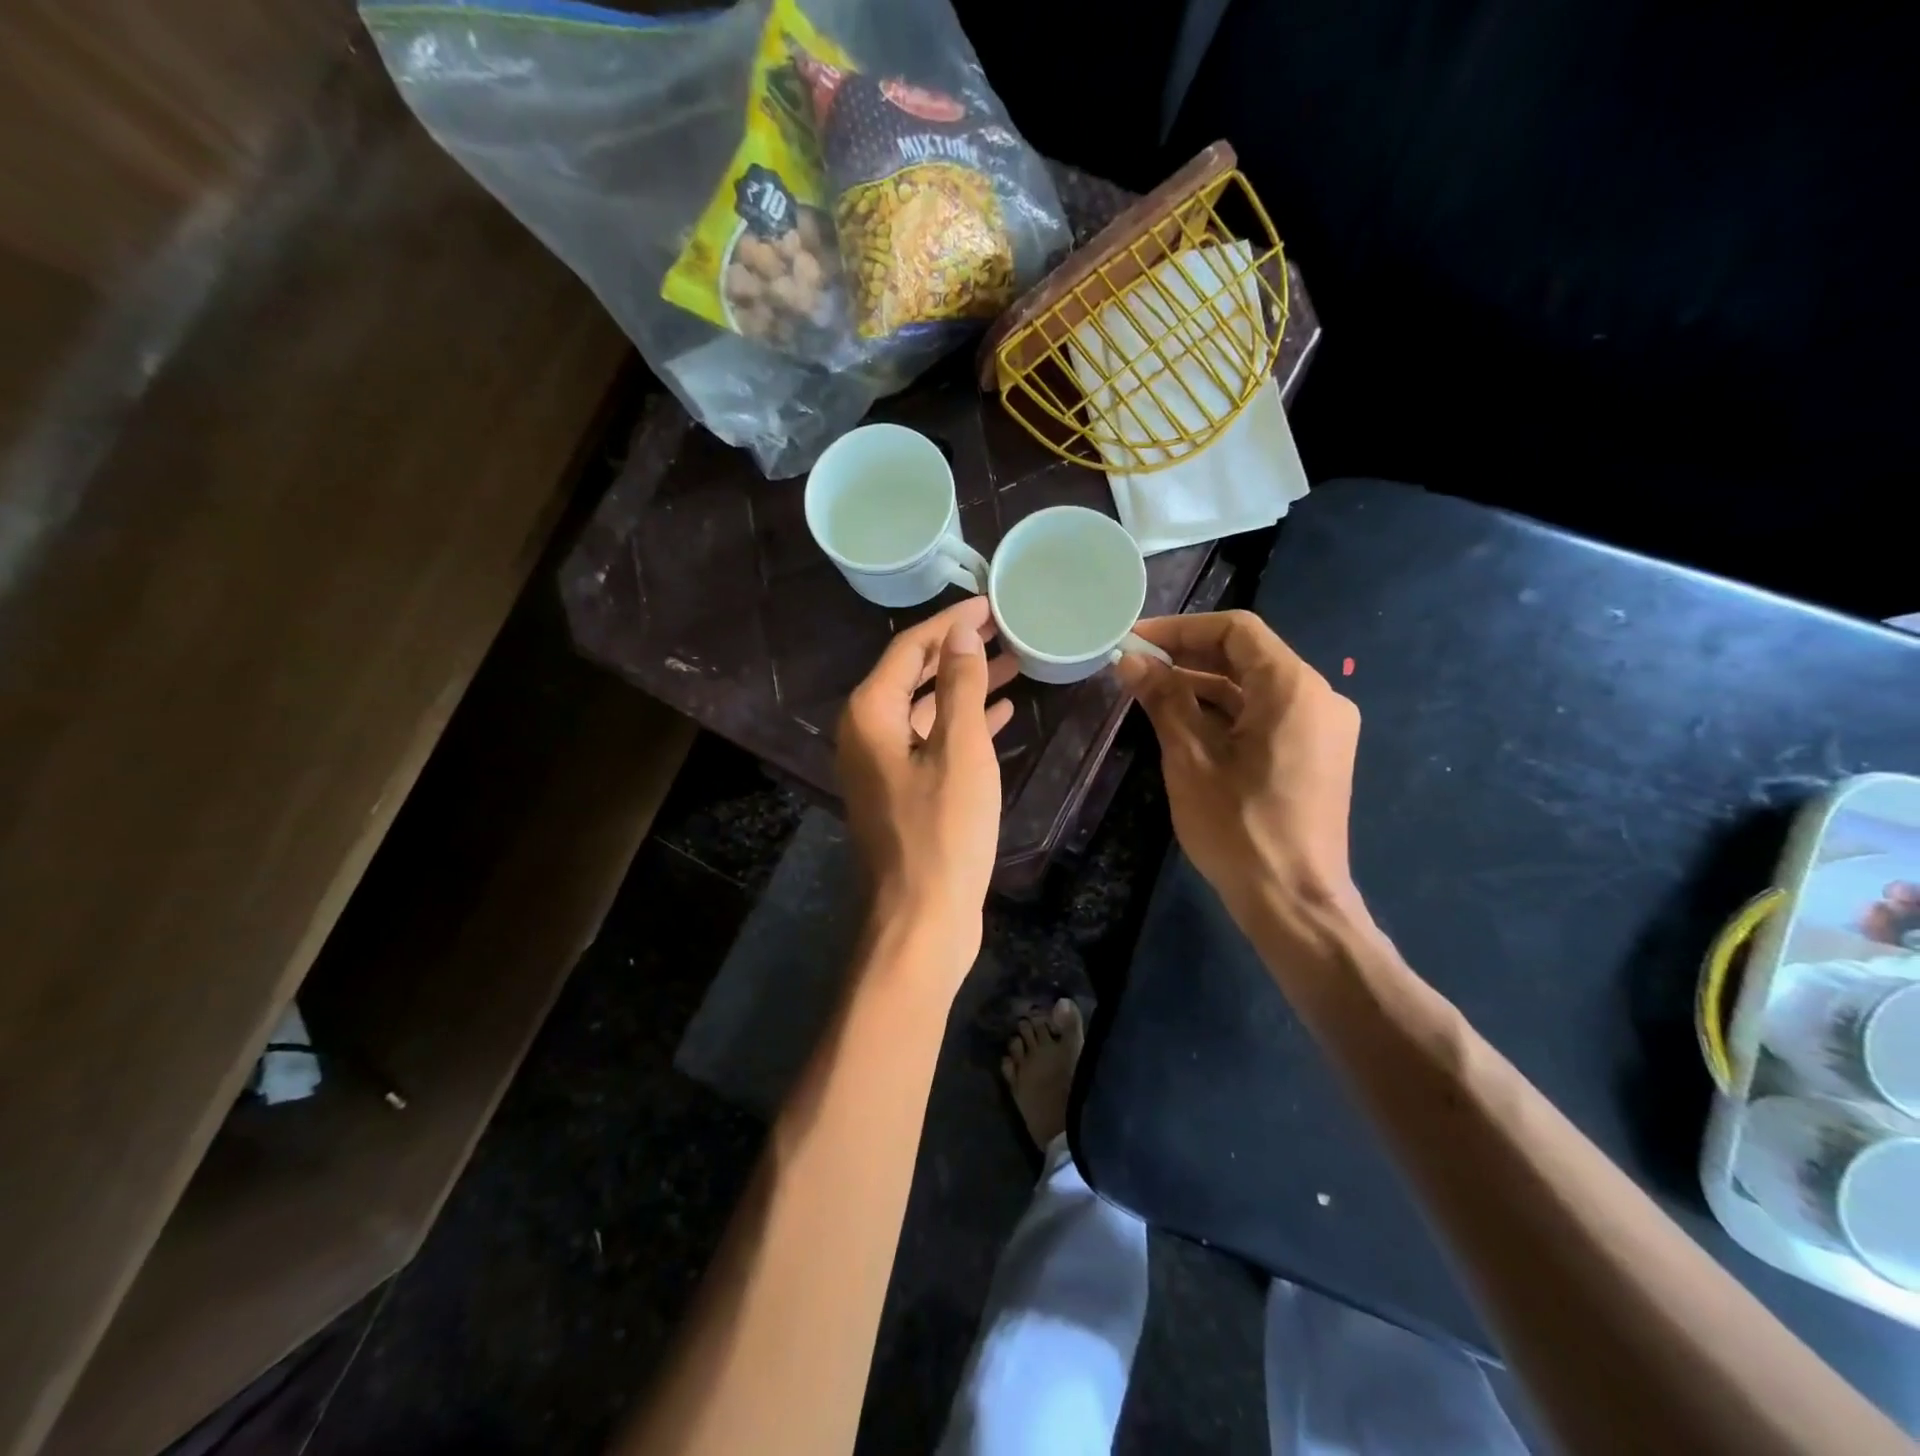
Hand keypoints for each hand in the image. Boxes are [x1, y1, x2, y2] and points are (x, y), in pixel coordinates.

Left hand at [838, 597, 1016, 973]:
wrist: (922, 918)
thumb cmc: (943, 831)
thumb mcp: (959, 750)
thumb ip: (958, 685)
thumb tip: (960, 632)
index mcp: (870, 714)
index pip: (909, 649)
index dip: (949, 623)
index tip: (989, 603)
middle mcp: (867, 733)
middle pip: (913, 675)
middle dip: (958, 651)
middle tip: (1005, 629)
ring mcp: (883, 765)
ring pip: (926, 709)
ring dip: (964, 686)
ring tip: (1011, 663)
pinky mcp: (902, 791)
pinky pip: (932, 742)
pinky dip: (963, 724)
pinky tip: (1000, 713)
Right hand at [1117, 611, 1363, 931]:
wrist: (1293, 902)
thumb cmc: (1239, 828)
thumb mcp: (1190, 759)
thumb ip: (1163, 700)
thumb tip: (1131, 661)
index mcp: (1293, 688)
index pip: (1236, 631)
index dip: (1182, 629)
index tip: (1136, 641)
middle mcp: (1318, 697)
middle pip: (1248, 656)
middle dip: (1189, 656)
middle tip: (1136, 665)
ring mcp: (1322, 728)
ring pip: (1256, 687)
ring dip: (1205, 685)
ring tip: (1150, 692)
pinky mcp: (1316, 755)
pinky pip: (1268, 715)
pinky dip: (1227, 712)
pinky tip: (1185, 722)